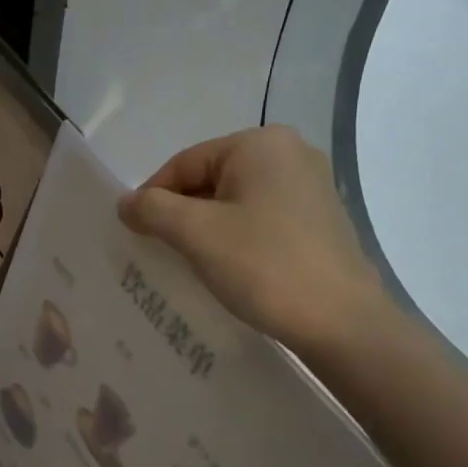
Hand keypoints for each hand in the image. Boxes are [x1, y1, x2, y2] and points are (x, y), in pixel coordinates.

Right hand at [119, 125, 387, 358]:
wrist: (341, 322)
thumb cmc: (264, 266)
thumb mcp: (196, 234)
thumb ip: (152, 210)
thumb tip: (126, 203)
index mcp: (260, 144)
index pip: (184, 163)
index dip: (152, 197)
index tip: (134, 234)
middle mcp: (289, 153)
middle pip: (210, 179)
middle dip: (180, 214)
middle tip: (158, 251)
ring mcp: (309, 186)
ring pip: (234, 201)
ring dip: (205, 229)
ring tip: (189, 263)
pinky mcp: (318, 220)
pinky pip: (259, 218)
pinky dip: (235, 238)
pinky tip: (227, 268)